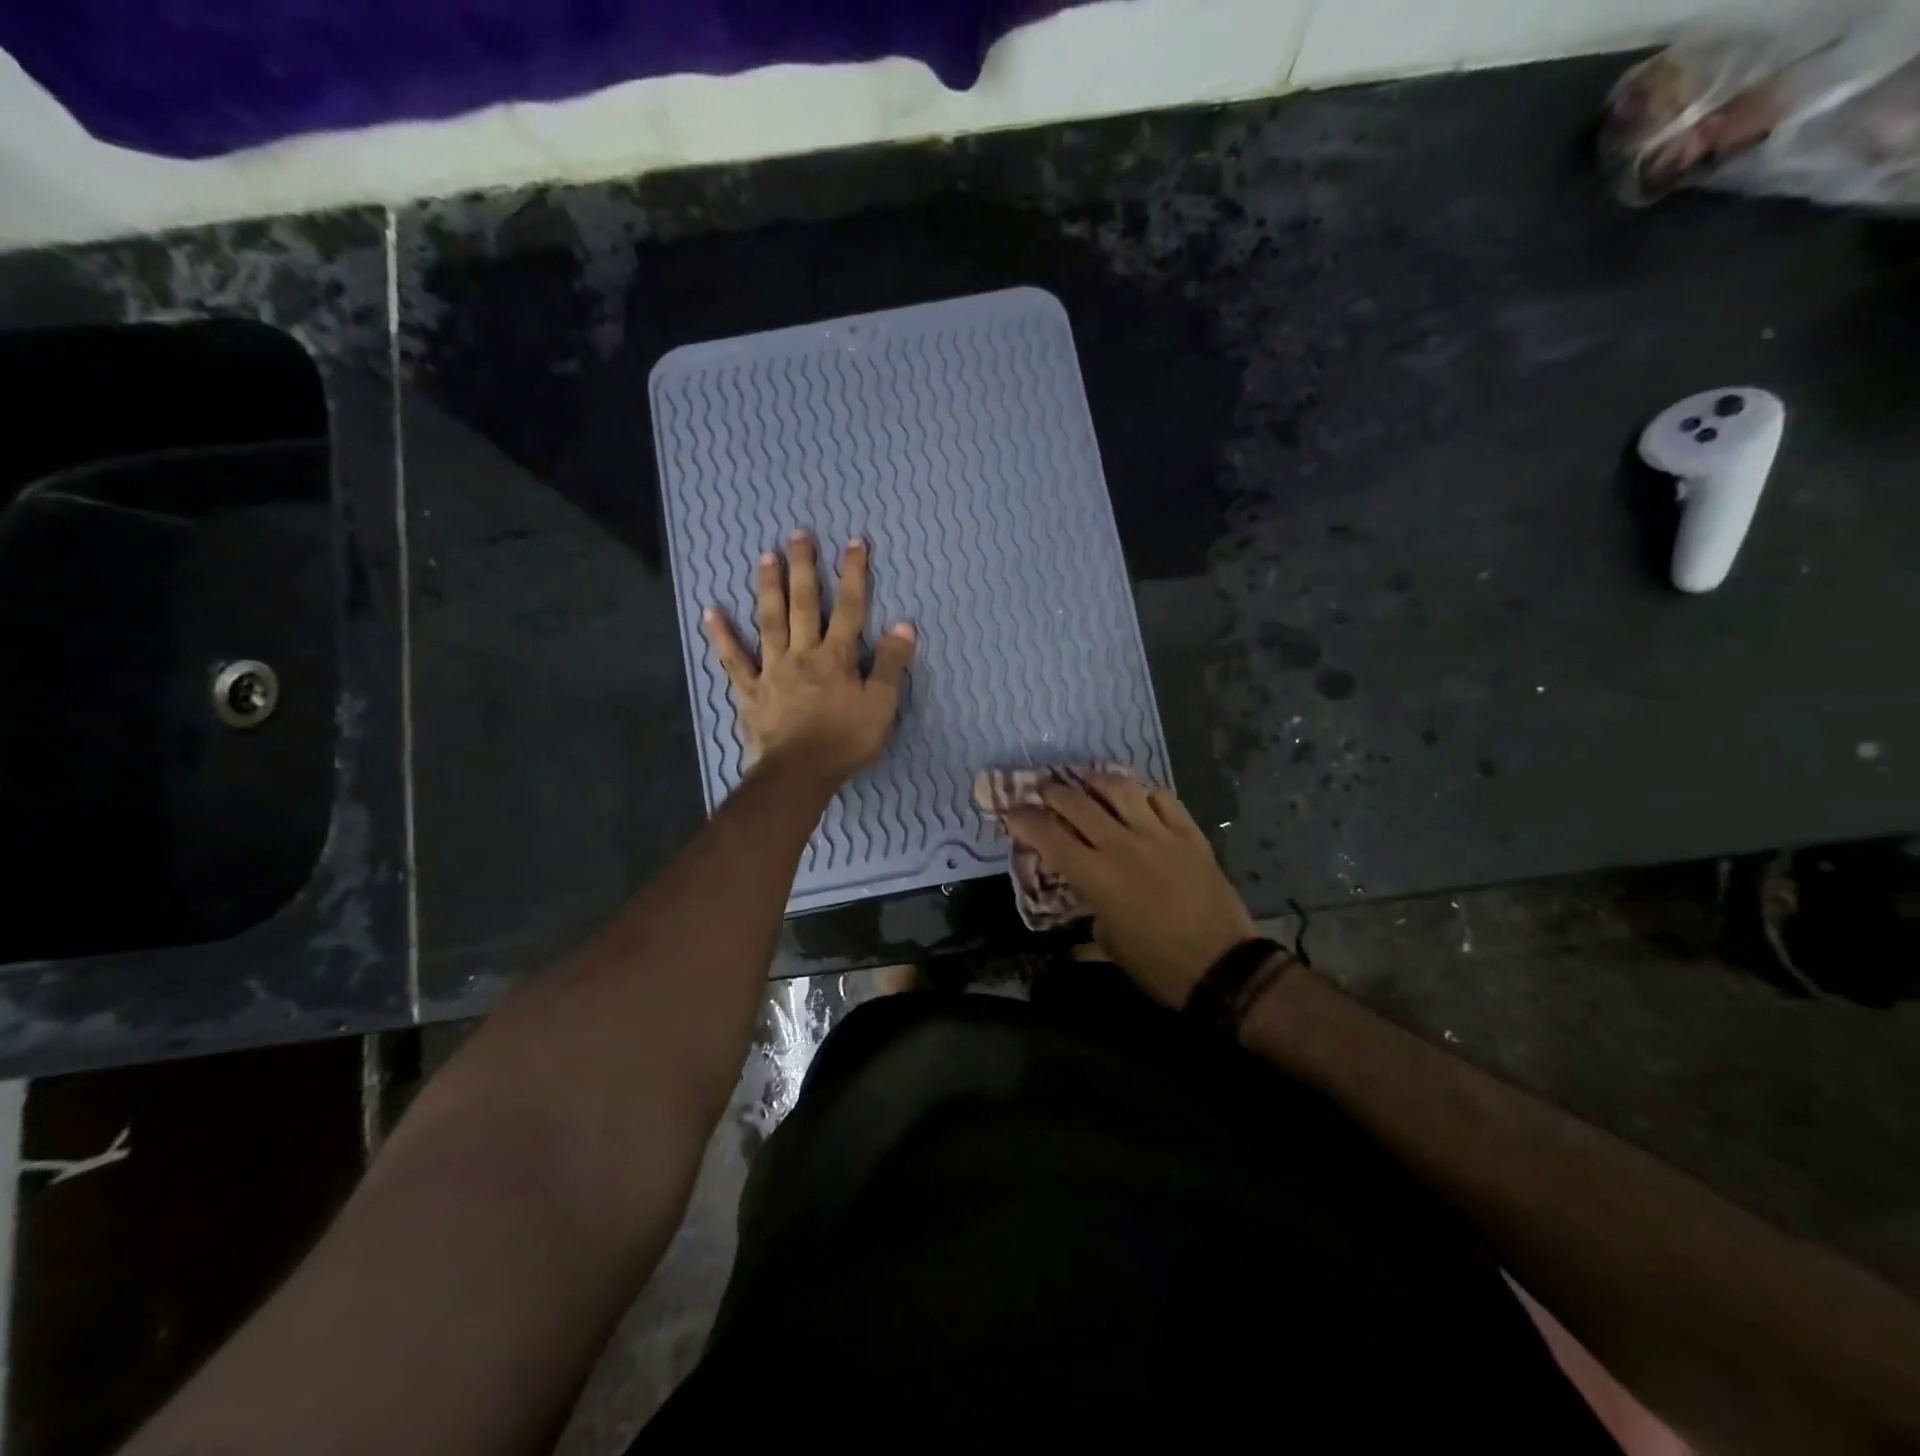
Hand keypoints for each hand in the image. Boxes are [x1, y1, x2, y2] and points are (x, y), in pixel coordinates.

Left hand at [702, 532, 915, 787]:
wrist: (799, 773)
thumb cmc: (845, 740)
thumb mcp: (882, 705)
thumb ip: (891, 665)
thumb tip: (904, 625)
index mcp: (837, 656)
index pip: (849, 608)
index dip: (853, 574)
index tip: (854, 543)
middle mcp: (803, 653)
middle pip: (804, 604)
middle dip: (804, 568)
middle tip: (799, 534)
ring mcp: (772, 669)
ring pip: (770, 621)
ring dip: (768, 588)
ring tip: (765, 556)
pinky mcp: (750, 690)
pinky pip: (734, 659)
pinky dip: (721, 636)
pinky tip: (710, 612)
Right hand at [1004, 776, 1255, 1006]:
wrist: (1223, 966)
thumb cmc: (1158, 964)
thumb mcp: (1108, 944)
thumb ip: (1089, 911)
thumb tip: (1081, 899)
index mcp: (1097, 877)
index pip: (1049, 837)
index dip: (1024, 820)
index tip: (1011, 810)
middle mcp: (1123, 845)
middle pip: (1079, 803)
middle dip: (1054, 792)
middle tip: (1044, 789)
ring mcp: (1159, 834)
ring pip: (1121, 788)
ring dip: (1096, 779)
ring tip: (1086, 778)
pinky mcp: (1190, 834)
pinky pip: (1163, 798)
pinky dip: (1144, 793)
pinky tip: (1138, 797)